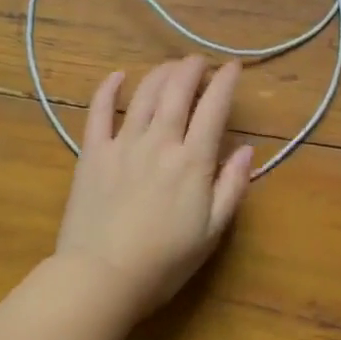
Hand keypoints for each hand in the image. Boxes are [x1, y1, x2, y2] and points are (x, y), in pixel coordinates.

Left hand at [52, 56, 255, 316]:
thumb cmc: (164, 262)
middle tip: (199, 61)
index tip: (233, 67)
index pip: (213, 109)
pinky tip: (118, 76)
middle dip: (191, 69)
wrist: (101, 277)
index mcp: (192, 161)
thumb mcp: (211, 232)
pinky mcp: (93, 153)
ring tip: (171, 66)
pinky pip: (99, 111)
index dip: (225, 83)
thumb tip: (247, 150)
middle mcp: (159, 142)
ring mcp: (123, 144)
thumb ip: (232, 187)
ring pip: (144, 94)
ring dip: (160, 74)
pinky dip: (109, 89)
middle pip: (177, 91)